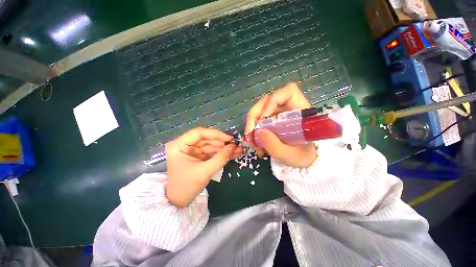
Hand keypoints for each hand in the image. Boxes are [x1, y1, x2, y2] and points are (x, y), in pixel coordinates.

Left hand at [166, 127, 241, 207]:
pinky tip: (231, 154)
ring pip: (210, 145)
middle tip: (236, 145)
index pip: (199, 133)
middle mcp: (184, 144)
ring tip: (237, 150)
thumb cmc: (187, 186)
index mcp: (178, 145)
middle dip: (222, 142)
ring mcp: (191, 150)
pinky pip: (211, 151)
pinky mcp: (197, 155)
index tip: (229, 138)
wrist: (179, 201)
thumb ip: (220, 158)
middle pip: (206, 139)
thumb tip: (233, 146)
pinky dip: (221, 153)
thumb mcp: (205, 171)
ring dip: (224, 148)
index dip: (216, 134)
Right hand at [245, 83, 316, 167]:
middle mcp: (288, 108)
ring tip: (250, 135)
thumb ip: (274, 145)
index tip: (264, 116)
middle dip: (255, 113)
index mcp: (300, 112)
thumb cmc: (301, 156)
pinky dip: (253, 125)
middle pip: (268, 99)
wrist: (302, 159)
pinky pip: (260, 116)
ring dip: (252, 120)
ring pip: (261, 107)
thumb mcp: (289, 155)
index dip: (274, 100)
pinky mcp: (273, 119)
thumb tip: (258, 132)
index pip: (289, 92)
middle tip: (249, 130)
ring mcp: (279, 113)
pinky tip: (253, 137)